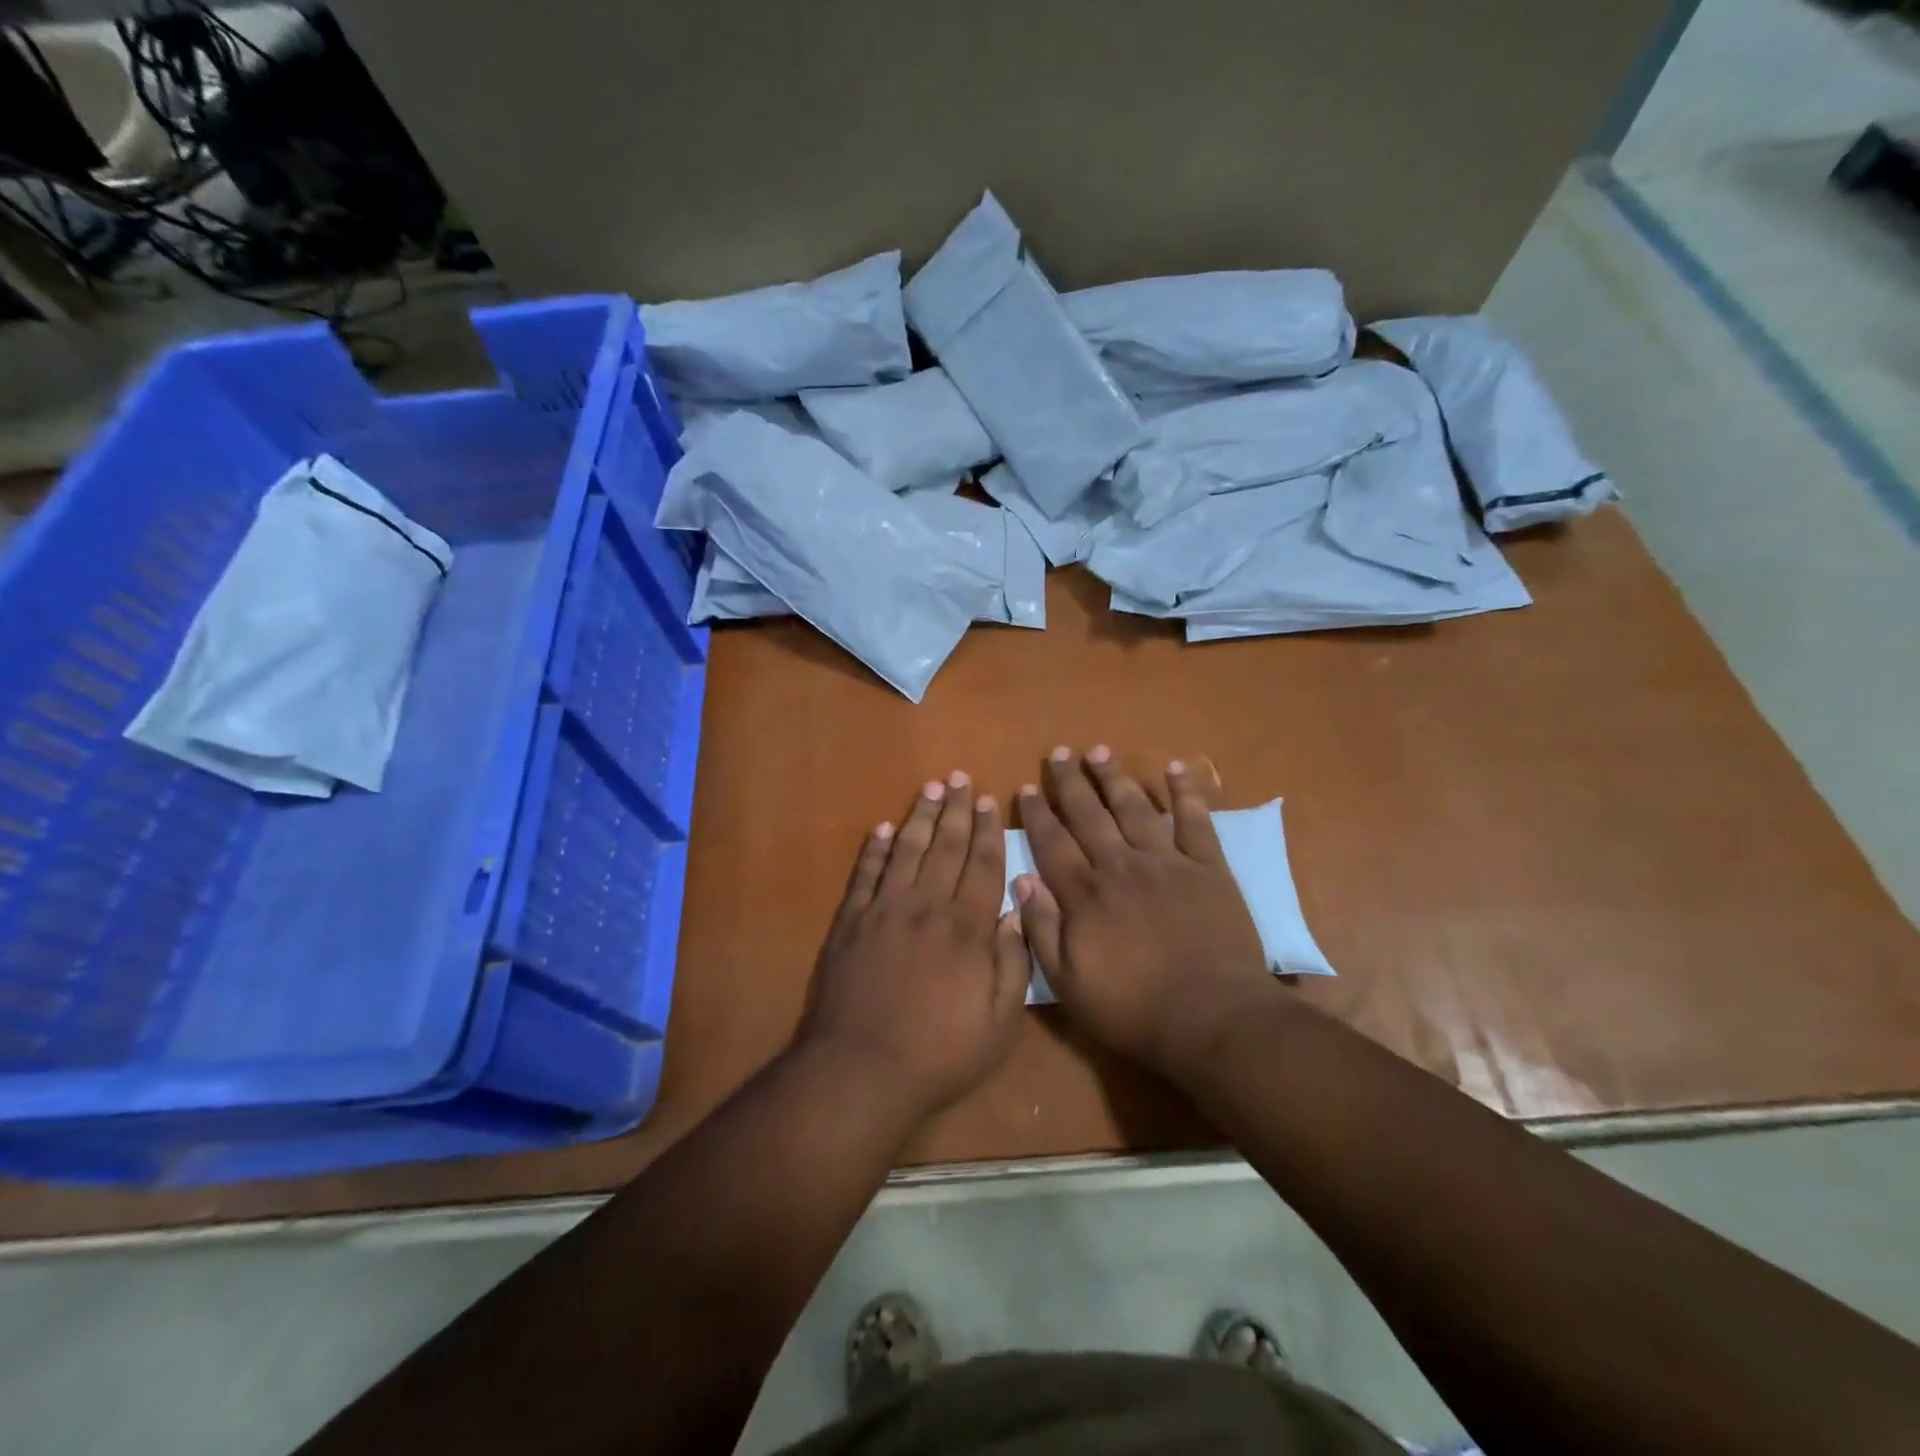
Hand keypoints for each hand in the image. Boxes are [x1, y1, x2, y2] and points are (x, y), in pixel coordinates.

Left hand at [796, 772, 1029, 1120]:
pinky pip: (865, 874)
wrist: (861, 1069)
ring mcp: (883, 910)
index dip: (988, 832)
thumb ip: (1013, 963)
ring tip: (929, 789)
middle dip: (956, 810)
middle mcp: (926, 906)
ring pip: (906, 851)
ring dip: (919, 817)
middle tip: (960, 778)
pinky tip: (883, 829)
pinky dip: (875, 849)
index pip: (982, 865)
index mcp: (966, 927)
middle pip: (945, 847)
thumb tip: (1015, 911)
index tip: (990, 802)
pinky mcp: (850, 923)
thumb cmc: (940, 1053)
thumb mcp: (999, 1022)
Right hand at [1015, 747, 1275, 1078]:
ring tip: (1099, 751)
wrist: (1213, 1019)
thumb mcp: (1069, 983)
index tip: (1028, 788)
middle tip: (1059, 753)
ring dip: (1115, 777)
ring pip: (1134, 808)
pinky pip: (1195, 821)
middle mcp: (1121, 866)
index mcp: (1086, 894)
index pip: (1053, 843)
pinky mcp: (1208, 868)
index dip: (1038, 814)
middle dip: (1071, 783)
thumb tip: (1021, 879)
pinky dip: (1186, 792)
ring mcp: (1167, 863)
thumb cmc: (1134, 1009)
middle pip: (1089, 815)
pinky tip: (1176, 768)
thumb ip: (1041, 929)